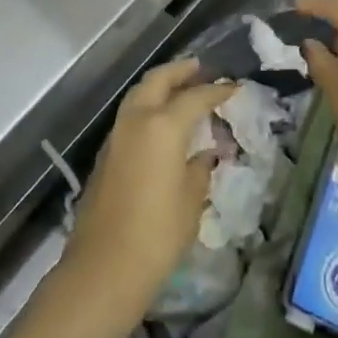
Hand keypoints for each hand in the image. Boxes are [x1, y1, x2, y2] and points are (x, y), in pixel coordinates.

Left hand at [62, 58, 234, 316]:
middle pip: (158, 81)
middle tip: (200, 68)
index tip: (233, 87)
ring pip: (139, 94)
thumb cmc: (157, 235)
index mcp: (163, 126)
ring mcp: (117, 135)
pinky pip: (131, 115)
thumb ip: (200, 169)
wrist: (103, 268)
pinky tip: (161, 121)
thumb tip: (205, 154)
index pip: (195, 97)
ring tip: (181, 88)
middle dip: (180, 71)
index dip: (216, 90)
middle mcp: (137, 120)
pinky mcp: (106, 153)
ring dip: (160, 86)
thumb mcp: (191, 202)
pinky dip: (148, 106)